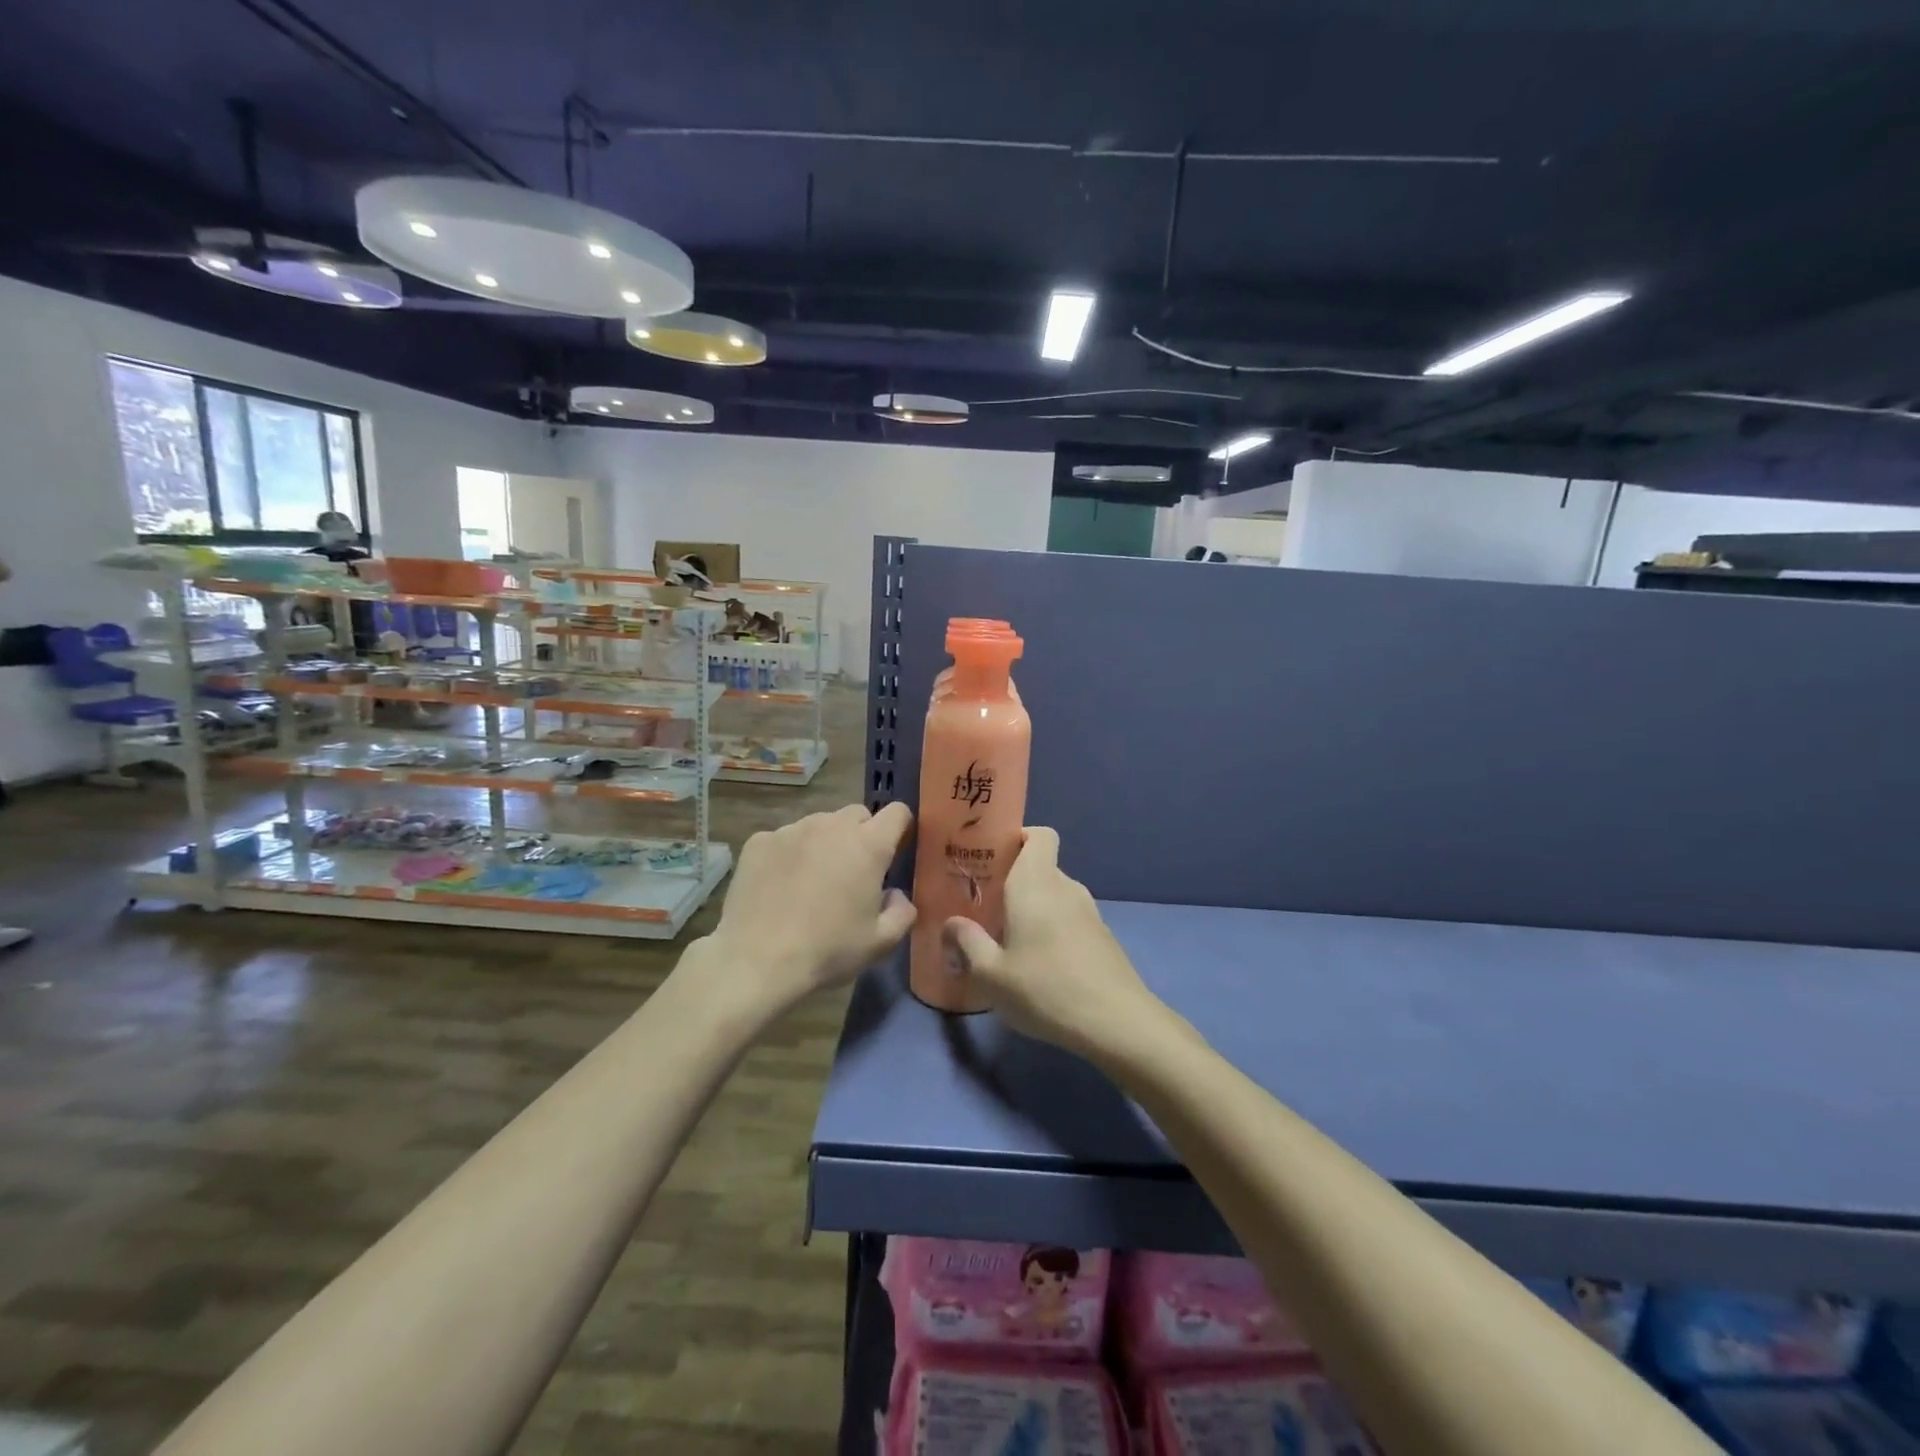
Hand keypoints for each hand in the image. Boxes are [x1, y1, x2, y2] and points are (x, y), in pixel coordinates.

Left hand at [700, 802, 916, 1015]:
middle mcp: (831, 826)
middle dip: (861, 836)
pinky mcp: (759, 841)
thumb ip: (902, 912)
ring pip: (819, 825)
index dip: (900, 828)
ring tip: (811, 881)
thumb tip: (895, 895)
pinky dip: (789, 854)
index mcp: (868, 846)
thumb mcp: (880, 943)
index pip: (897, 813)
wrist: (756, 962)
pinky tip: (779, 886)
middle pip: (857, 815)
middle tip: (852, 873)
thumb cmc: (827, 951)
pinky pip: (784, 838)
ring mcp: (792, 830)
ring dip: (824, 843)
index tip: (894, 851)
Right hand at [941, 827, 1165, 1061]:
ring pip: (1054, 895)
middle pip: (1040, 867)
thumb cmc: (1045, 989)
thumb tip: (951, 923)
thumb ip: (967, 942)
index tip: (991, 861)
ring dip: (1032, 909)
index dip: (1018, 838)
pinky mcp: (1102, 937)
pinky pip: (1069, 918)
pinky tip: (1039, 964)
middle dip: (1013, 882)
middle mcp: (1065, 887)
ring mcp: (1089, 912)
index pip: (1039, 835)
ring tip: (1008, 940)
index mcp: (1036, 883)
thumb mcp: (991, 974)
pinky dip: (1052, 929)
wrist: (1116, 1023)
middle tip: (985, 909)